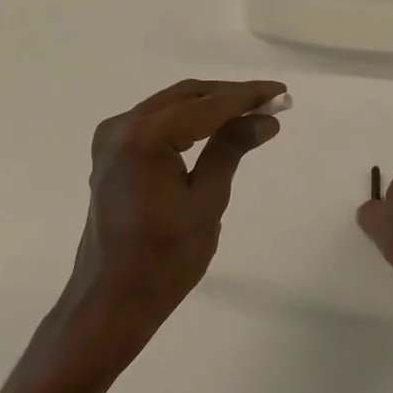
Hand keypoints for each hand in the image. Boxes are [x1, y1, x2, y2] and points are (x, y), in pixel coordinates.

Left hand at [63, 79, 284, 357]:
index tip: (281, 92)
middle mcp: (122, 126)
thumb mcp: (206, 201)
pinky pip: (156, 123)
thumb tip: (264, 119)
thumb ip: (231, 150)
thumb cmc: (164, 259)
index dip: (246, 96)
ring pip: (170, 105)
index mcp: (144, 137)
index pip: (206, 105)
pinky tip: (214, 126)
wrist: (111, 299)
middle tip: (270, 101)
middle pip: (186, 96)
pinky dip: (187, 120)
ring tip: (251, 111)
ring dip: (209, 105)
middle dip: (229, 96)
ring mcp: (112, 138)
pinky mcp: (112, 153)